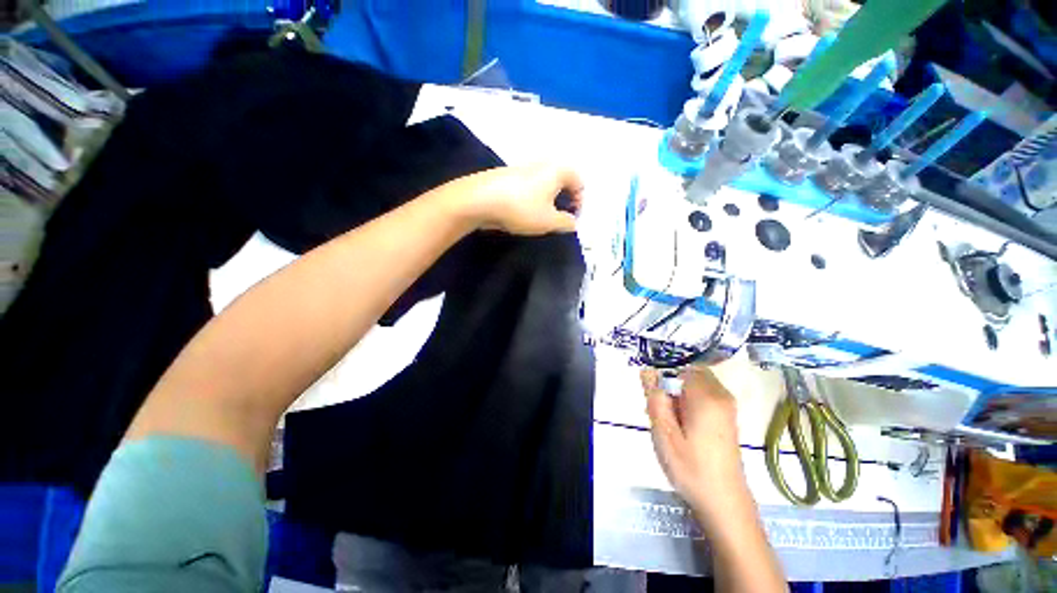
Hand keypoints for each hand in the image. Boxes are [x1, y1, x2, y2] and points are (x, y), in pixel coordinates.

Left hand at [449, 165, 583, 235]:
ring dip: (547, 200)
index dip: (579, 202)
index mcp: (557, 170)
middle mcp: (542, 164)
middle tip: (558, 218)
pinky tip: (521, 211)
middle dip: (563, 200)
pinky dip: (531, 198)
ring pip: (543, 184)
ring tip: (539, 217)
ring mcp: (522, 167)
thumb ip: (566, 223)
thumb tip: (572, 222)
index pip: (579, 182)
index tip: (571, 219)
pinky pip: (528, 186)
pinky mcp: (507, 175)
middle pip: (561, 181)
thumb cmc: (522, 209)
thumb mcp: (549, 221)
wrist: (479, 199)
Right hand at [641, 366, 749, 525]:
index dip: (663, 380)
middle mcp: (721, 395)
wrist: (724, 502)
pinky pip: (703, 395)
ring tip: (672, 422)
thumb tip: (648, 370)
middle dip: (671, 386)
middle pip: (688, 373)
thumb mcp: (663, 433)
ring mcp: (727, 406)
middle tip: (663, 413)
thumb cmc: (691, 468)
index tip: (657, 402)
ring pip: (695, 384)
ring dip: (679, 395)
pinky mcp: (727, 416)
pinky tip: (684, 428)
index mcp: (706, 397)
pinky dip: (689, 402)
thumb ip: (655, 398)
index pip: (678, 369)